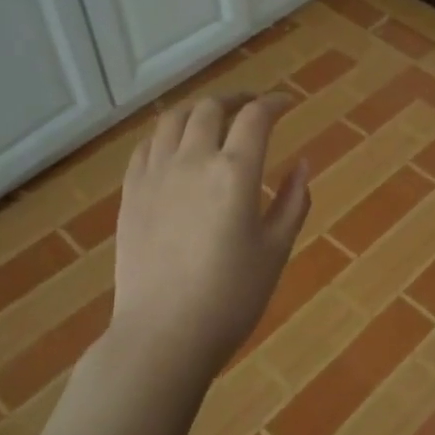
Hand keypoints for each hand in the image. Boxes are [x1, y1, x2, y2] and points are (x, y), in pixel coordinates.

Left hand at [108, 94, 309, 376]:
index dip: (274, 103)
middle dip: (236, 99)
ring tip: (213, 117)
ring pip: (173, 118)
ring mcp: (155, 174)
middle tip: (252, 107)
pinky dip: (167, 134)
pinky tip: (175, 145)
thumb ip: (293, 201)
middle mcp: (192, 160)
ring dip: (198, 109)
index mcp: (235, 171)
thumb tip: (303, 164)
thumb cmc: (232, 296)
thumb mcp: (276, 249)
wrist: (163, 334)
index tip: (286, 104)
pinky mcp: (131, 193)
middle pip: (211, 108)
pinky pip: (147, 145)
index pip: (256, 117)